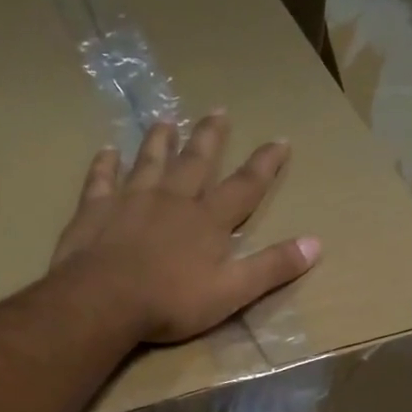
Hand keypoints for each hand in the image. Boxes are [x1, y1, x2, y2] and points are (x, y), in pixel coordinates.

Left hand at [51, 113, 319, 343]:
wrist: (105, 300)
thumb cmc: (172, 301)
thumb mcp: (233, 292)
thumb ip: (272, 267)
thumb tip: (316, 243)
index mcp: (208, 221)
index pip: (244, 187)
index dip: (264, 165)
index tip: (280, 140)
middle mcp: (172, 200)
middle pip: (195, 162)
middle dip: (210, 137)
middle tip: (219, 110)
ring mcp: (131, 200)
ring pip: (149, 162)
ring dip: (159, 140)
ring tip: (166, 119)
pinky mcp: (95, 211)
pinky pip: (101, 180)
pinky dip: (105, 164)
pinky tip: (106, 150)